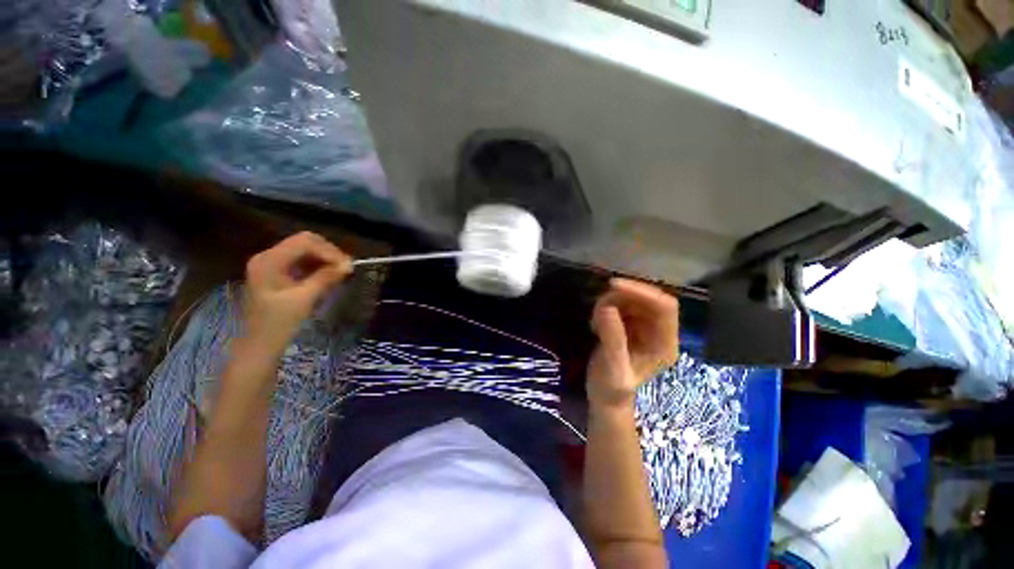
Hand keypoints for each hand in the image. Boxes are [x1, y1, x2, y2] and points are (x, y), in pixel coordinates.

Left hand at [242, 232, 351, 353]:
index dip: (329, 251)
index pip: (304, 242)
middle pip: (304, 243)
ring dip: (324, 259)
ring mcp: (271, 264)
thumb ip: (326, 278)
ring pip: (304, 251)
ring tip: (340, 272)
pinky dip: (316, 266)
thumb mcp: (304, 299)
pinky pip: (300, 261)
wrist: (260, 345)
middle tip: (346, 268)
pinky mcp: (276, 273)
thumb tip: (348, 265)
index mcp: (269, 261)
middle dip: (328, 253)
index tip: (348, 266)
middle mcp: (267, 257)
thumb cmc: (279, 323)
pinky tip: (328, 276)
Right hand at [587, 278, 678, 410]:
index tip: (614, 286)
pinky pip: (620, 305)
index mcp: (664, 344)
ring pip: (631, 299)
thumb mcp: (612, 367)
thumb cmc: (611, 389)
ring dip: (610, 303)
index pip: (665, 307)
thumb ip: (613, 339)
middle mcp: (659, 332)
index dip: (643, 292)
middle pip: (647, 299)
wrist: (604, 396)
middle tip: (598, 306)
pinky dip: (605, 308)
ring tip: (594, 323)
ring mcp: (644, 327)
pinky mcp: (630, 325)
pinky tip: (595, 325)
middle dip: (622, 297)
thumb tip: (607, 308)